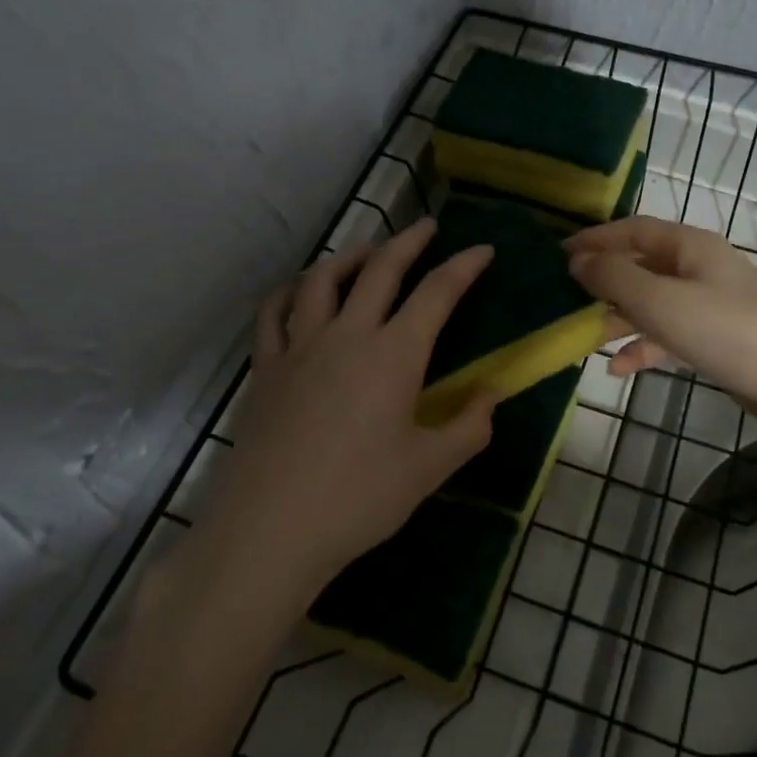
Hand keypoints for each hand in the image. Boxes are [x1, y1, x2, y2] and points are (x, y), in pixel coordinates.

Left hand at [191, 218, 499, 601]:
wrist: (270, 529)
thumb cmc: (359, 498)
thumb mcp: (429, 468)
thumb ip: (469, 427)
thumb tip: (491, 396)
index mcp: (394, 354)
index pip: (437, 293)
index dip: (464, 266)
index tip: (483, 250)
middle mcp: (348, 335)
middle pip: (380, 270)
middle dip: (408, 242)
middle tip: (427, 228)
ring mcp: (300, 347)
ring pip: (323, 280)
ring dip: (351, 256)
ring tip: (368, 250)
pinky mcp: (266, 368)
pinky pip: (274, 313)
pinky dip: (290, 291)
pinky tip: (300, 290)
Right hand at [564, 217, 756, 453]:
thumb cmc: (730, 332)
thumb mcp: (662, 301)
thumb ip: (616, 278)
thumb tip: (578, 261)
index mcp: (691, 247)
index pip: (634, 230)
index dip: (596, 239)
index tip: (558, 254)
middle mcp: (700, 269)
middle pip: (642, 266)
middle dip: (604, 281)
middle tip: (563, 298)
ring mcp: (710, 307)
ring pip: (653, 304)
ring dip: (619, 318)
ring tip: (582, 336)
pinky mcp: (717, 342)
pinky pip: (670, 336)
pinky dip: (644, 348)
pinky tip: (618, 369)